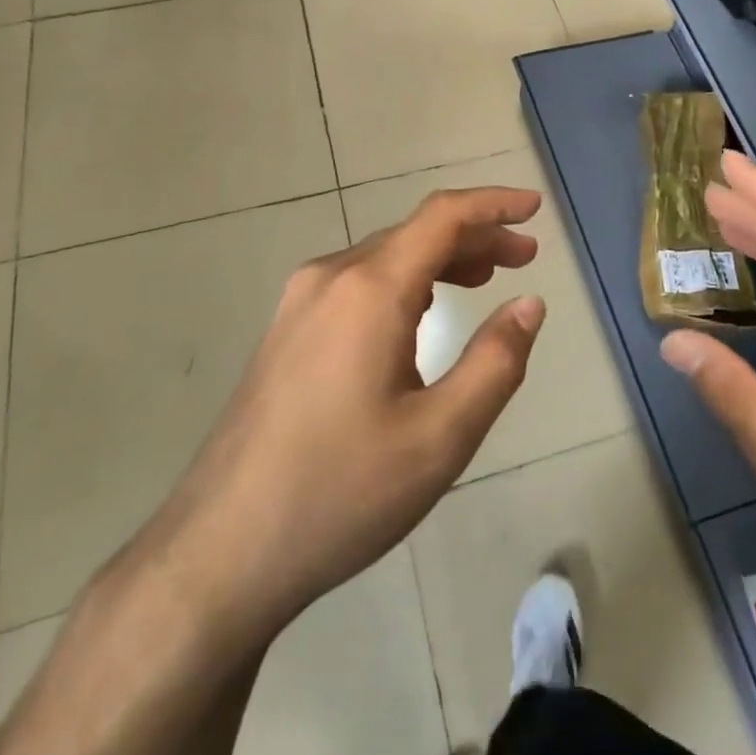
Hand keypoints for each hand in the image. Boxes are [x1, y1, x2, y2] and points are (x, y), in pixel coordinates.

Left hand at [153, 187, 547, 640]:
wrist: (221, 550)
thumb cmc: (340, 492)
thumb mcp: (441, 437)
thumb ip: (496, 362)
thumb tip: (529, 304)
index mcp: (369, 290)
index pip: (442, 217)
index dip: (493, 204)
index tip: (533, 208)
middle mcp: (330, 278)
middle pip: (414, 234)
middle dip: (475, 238)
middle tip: (525, 257)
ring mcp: (299, 303)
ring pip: (384, 257)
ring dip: (439, 259)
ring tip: (485, 278)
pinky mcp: (286, 331)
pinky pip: (357, 283)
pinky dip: (404, 281)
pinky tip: (423, 312)